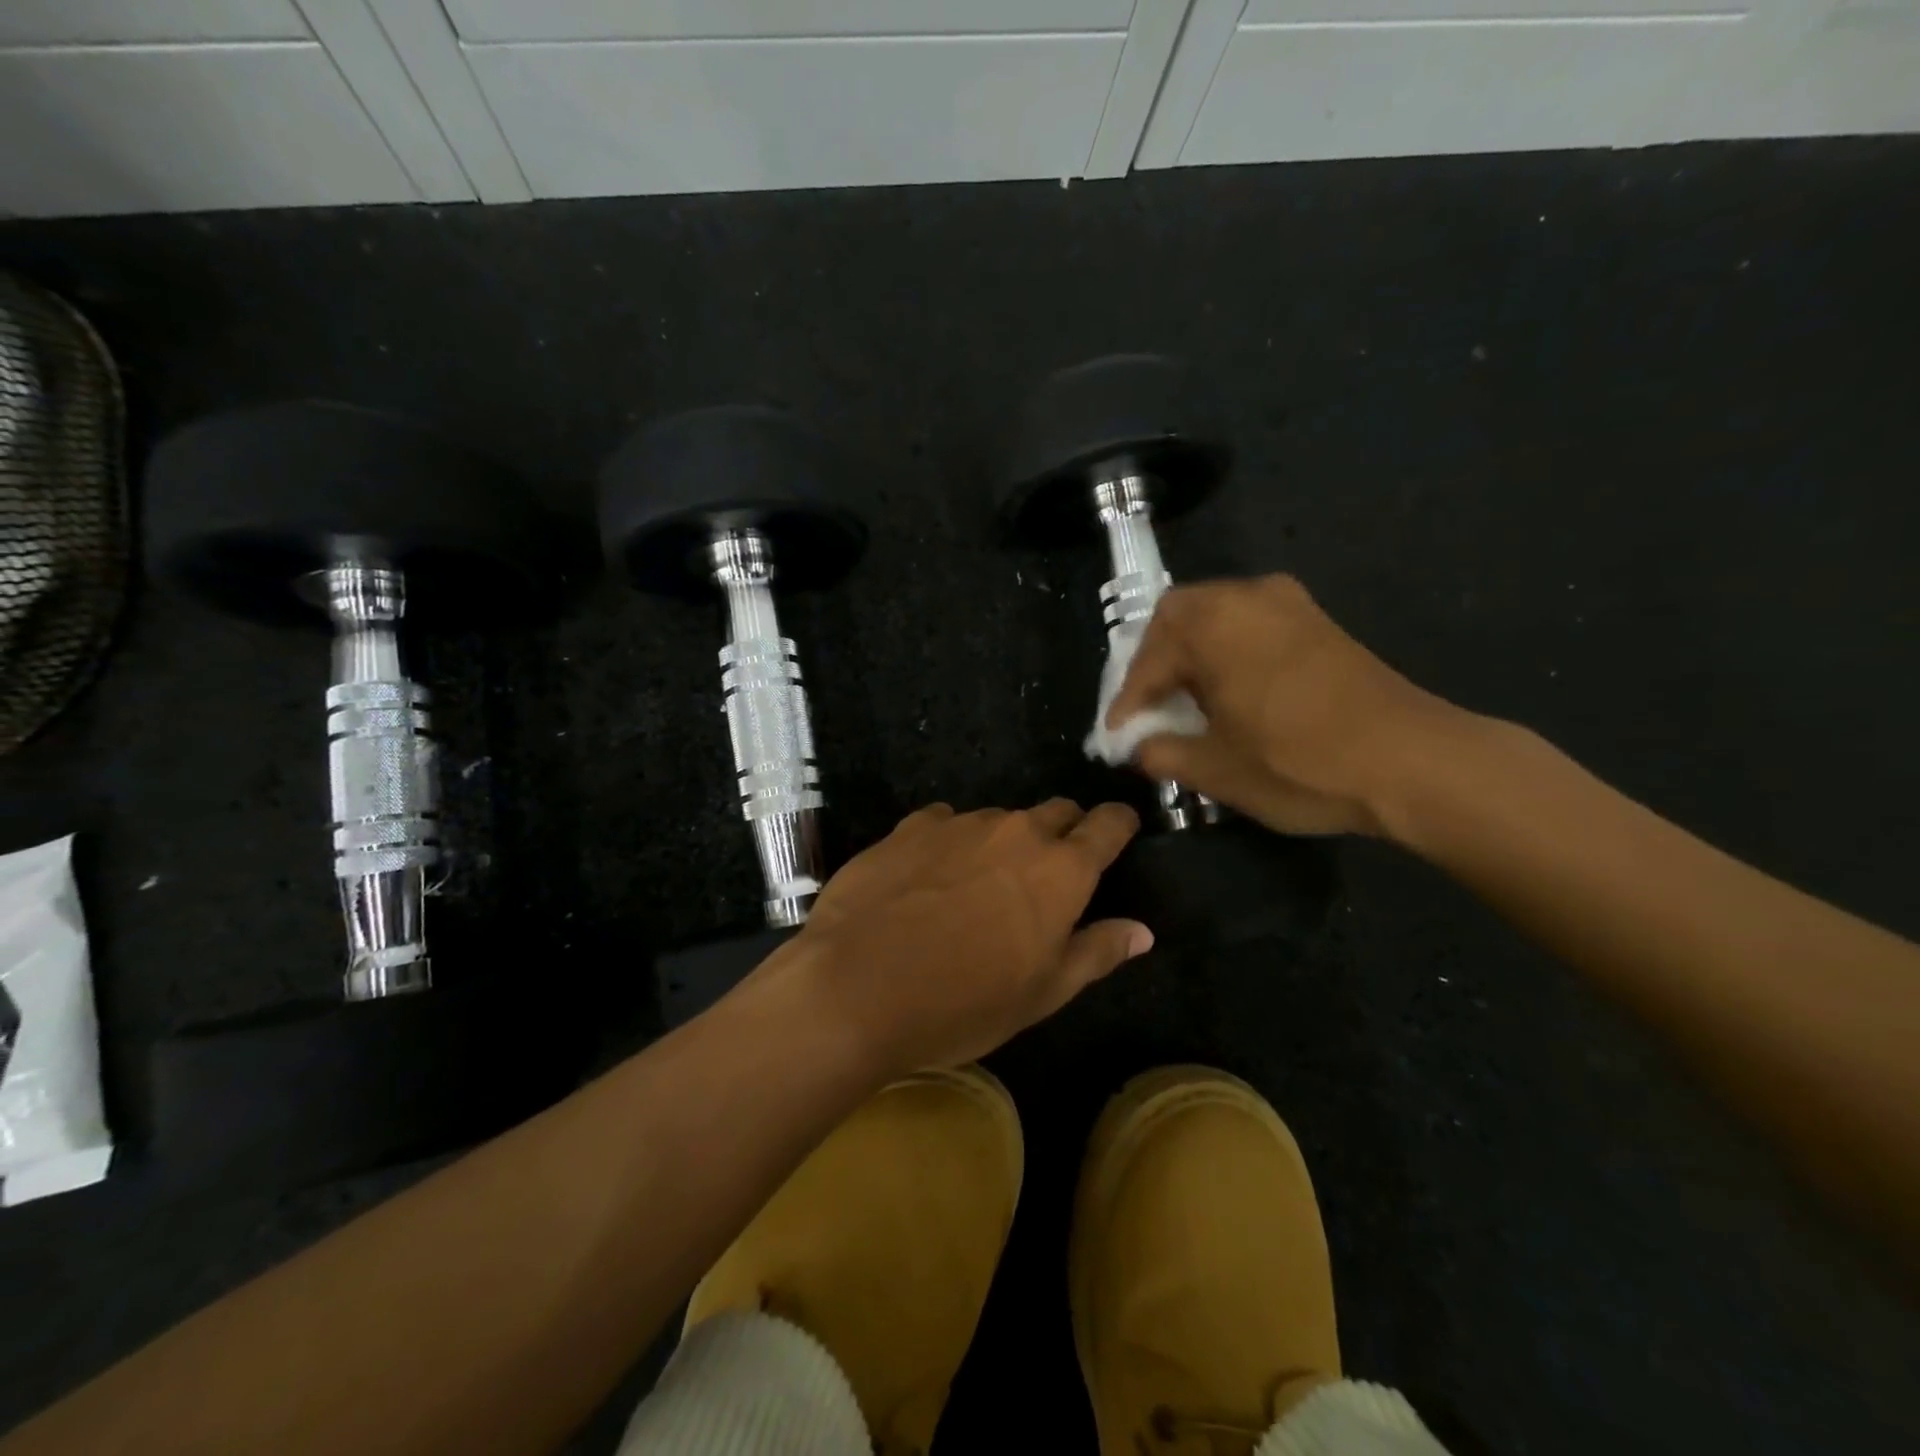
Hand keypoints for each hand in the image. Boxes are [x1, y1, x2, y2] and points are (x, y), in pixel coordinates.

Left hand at [765, 800, 1149, 1078]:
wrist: (855, 987)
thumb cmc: (962, 1002)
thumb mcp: (1042, 992)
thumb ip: (1097, 951)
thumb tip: (1142, 931)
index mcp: (1061, 870)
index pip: (1108, 824)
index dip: (1118, 824)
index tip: (1118, 833)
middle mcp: (1016, 831)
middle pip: (1056, 812)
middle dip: (1063, 832)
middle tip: (1046, 875)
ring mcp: (959, 823)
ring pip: (999, 820)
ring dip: (1002, 843)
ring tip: (978, 887)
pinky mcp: (910, 827)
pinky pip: (946, 823)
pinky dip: (951, 843)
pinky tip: (928, 879)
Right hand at [1108, 575, 1463, 837]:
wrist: (1414, 762)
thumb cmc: (1300, 763)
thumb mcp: (1215, 769)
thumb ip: (1160, 752)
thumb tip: (1137, 745)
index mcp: (1213, 624)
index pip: (1149, 659)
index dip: (1127, 701)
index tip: (1116, 735)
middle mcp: (1247, 597)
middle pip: (1178, 618)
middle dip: (1155, 662)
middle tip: (1148, 705)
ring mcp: (1289, 604)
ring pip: (1216, 617)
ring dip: (1192, 654)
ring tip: (1186, 700)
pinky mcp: (1319, 622)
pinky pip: (1250, 625)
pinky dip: (1227, 651)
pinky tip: (1231, 691)